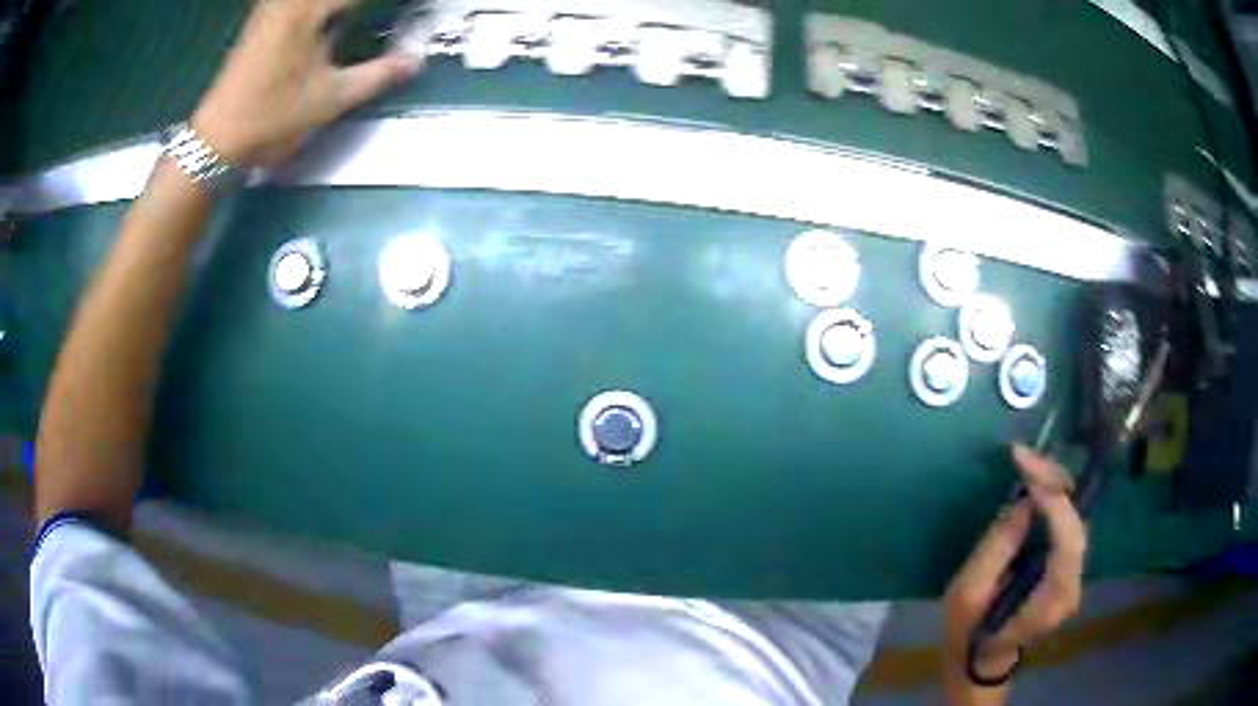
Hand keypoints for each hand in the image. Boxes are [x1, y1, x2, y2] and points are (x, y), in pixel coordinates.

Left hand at [192, 0, 423, 167]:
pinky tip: (334, 21)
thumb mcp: (330, 99)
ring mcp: (272, 8)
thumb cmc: (271, 119)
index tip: (415, 7)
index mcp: (308, 9)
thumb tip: (415, 62)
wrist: (215, 142)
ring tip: (361, 18)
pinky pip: (299, 6)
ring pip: (317, 1)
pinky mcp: (262, 20)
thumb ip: (377, 75)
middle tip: (386, 15)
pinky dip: (322, 11)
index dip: (389, 3)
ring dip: (343, 9)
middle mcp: (289, 1)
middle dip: (365, 7)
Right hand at [942, 446, 1086, 687]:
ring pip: (1076, 520)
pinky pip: (1068, 526)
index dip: (1055, 498)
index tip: (1026, 468)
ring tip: (1029, 466)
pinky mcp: (1067, 569)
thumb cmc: (967, 633)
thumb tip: (1025, 503)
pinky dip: (1055, 502)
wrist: (979, 660)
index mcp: (1052, 600)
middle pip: (1078, 523)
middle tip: (1024, 458)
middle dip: (1055, 484)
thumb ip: (997, 548)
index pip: (1069, 539)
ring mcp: (1074, 578)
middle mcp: (1073, 586)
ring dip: (1056, 488)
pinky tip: (1037, 486)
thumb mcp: (967, 595)